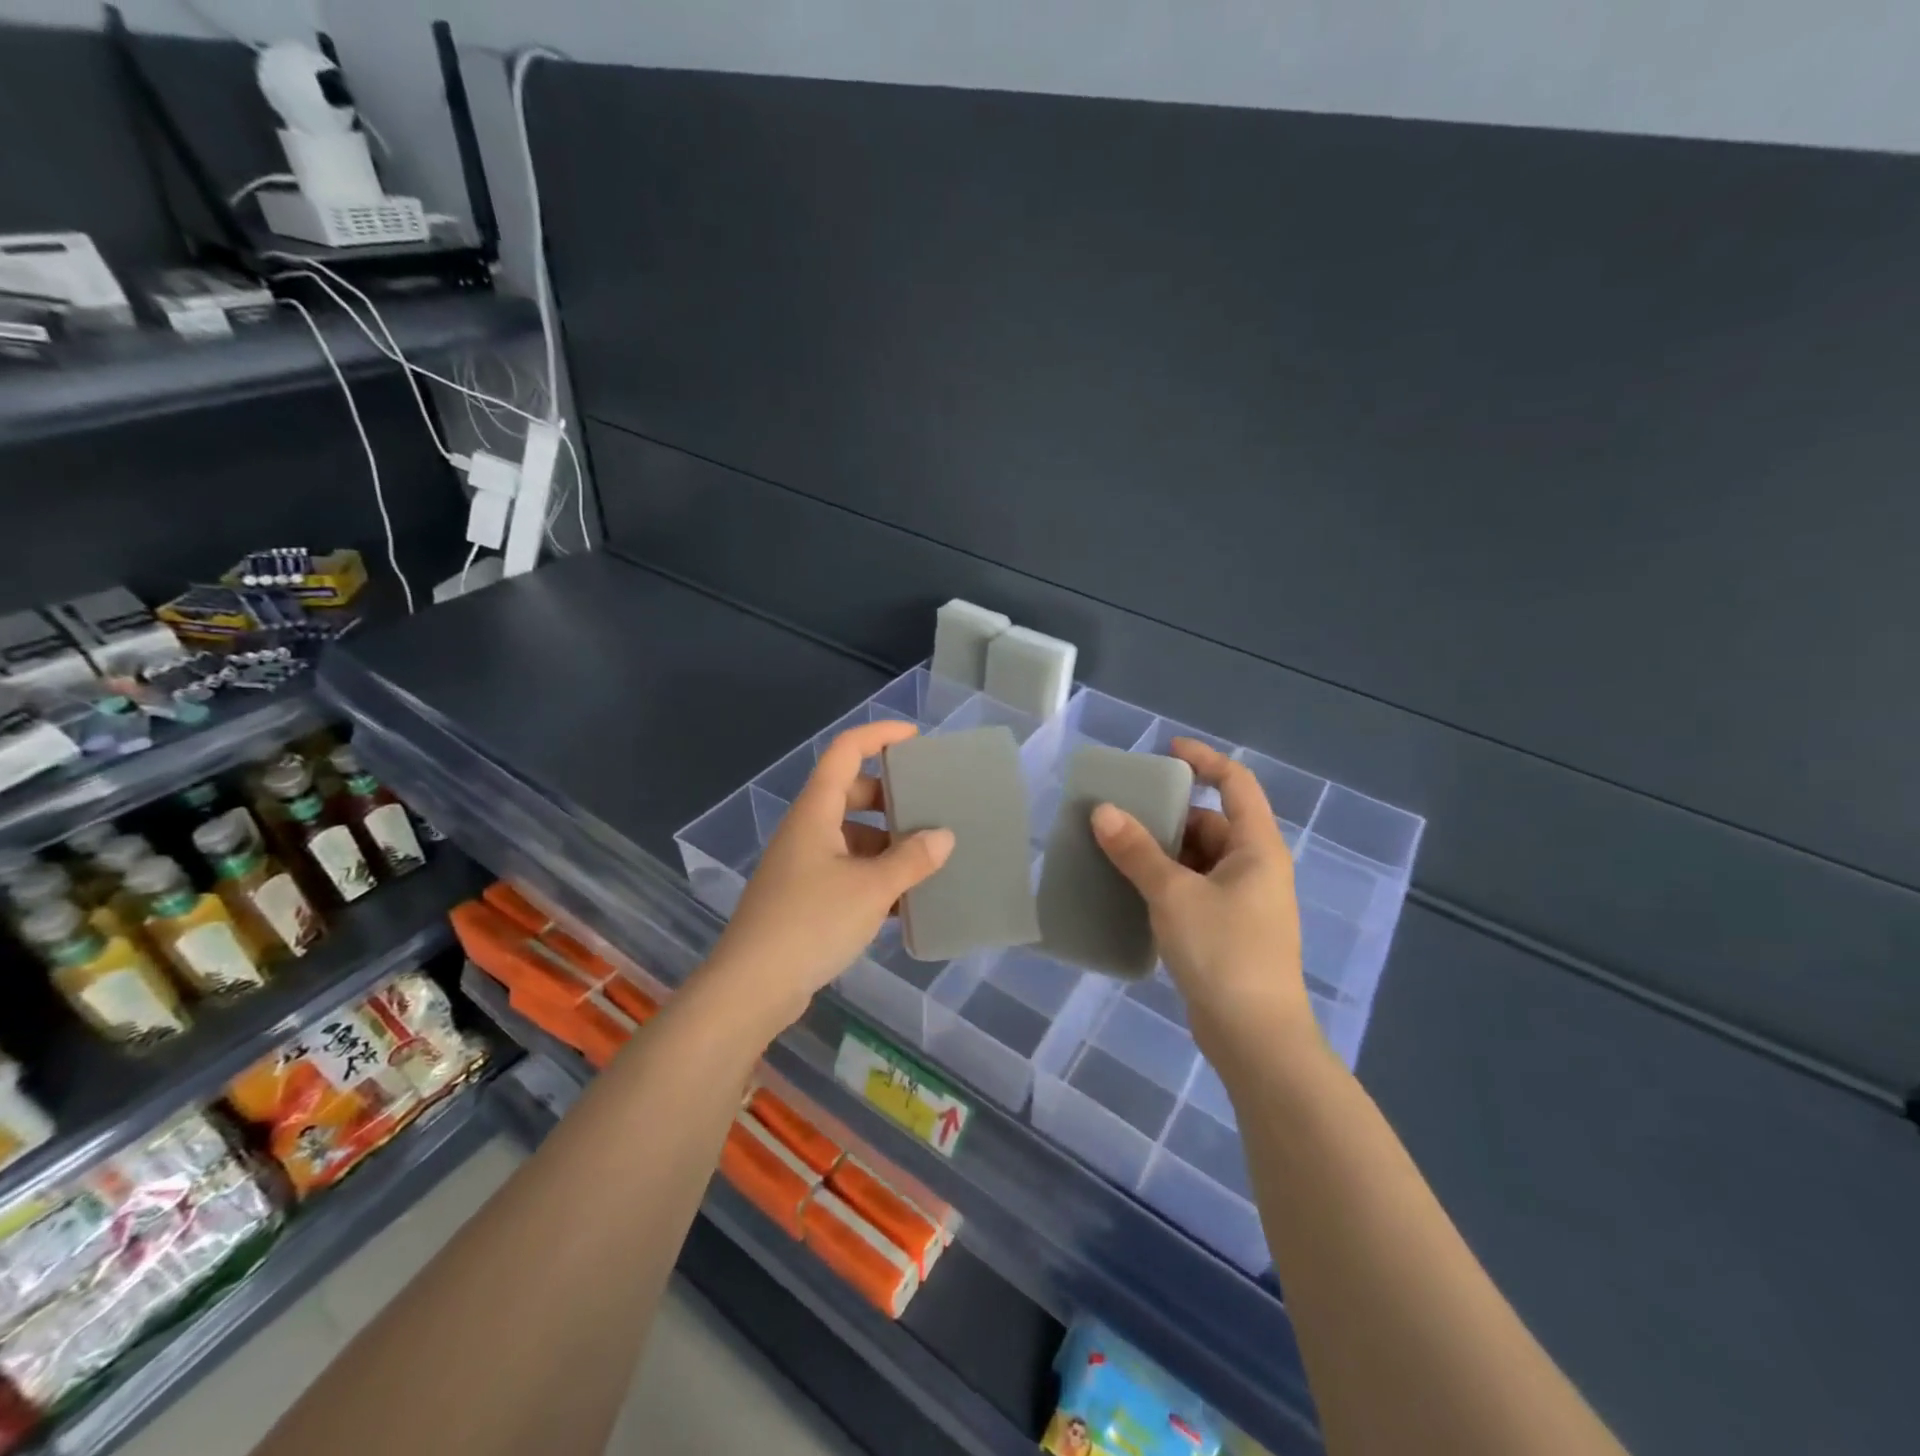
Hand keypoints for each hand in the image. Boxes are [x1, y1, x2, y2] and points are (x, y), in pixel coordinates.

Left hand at [699, 720, 954, 1038]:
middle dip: (891, 797)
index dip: (879, 736)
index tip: (916, 739)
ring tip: (930, 858)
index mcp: (816, 812)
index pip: (846, 752)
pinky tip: (907, 901)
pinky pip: (848, 873)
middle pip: (851, 794)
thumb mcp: (871, 889)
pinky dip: (876, 877)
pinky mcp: (806, 899)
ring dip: (888, 844)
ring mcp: (804, 866)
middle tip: (931, 806)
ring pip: (853, 838)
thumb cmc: (811, 923)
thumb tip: (944, 837)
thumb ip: (911, 859)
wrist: (752, 988)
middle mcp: (808, 831)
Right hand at [1091, 739, 1315, 1053]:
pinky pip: (1193, 889)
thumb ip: (1138, 851)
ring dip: (1162, 852)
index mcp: (1257, 848)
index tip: (1166, 751)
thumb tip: (1103, 812)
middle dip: (1168, 815)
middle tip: (1122, 811)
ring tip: (1116, 849)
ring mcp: (1243, 902)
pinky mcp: (1228, 931)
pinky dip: (1166, 882)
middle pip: (1211, 823)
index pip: (1236, 784)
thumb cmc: (1223, 953)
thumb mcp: (1174, 895)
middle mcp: (1255, 868)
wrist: (1255, 1037)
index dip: (1204, 760)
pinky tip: (1132, 891)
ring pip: (1198, 859)